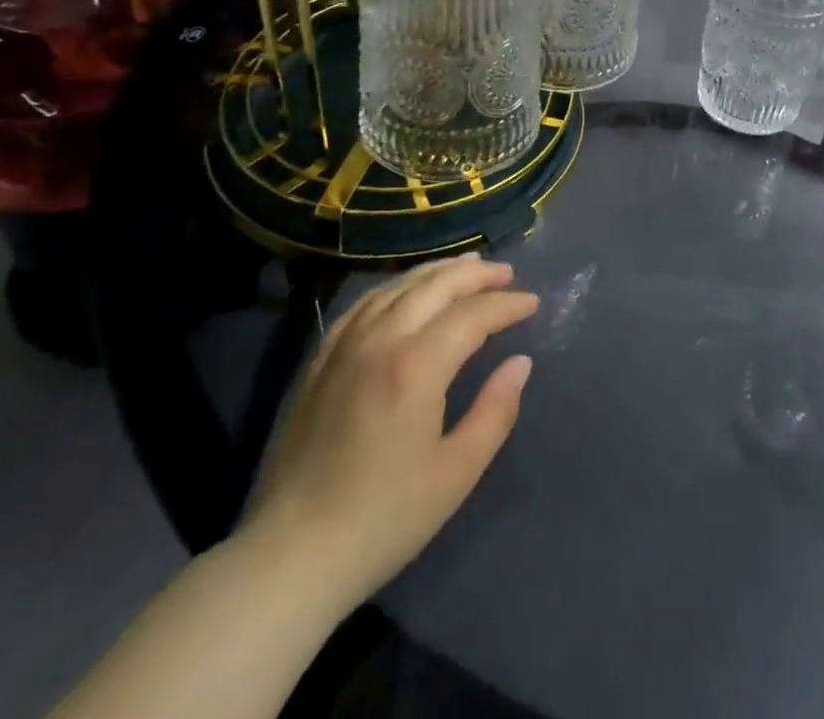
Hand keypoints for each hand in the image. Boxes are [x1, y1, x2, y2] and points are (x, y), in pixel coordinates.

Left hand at [241, 254, 538, 601]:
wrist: (290, 556)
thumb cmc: (383, 519)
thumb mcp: (455, 473)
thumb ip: (495, 411)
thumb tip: (520, 363)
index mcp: (416, 366)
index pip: (472, 315)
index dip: (507, 305)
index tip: (533, 303)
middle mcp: (380, 340)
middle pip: (436, 286)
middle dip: (476, 275)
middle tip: (507, 274)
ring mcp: (344, 345)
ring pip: (399, 286)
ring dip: (438, 272)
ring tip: (467, 267)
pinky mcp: (320, 359)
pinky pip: (364, 303)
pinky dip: (396, 287)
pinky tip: (407, 291)